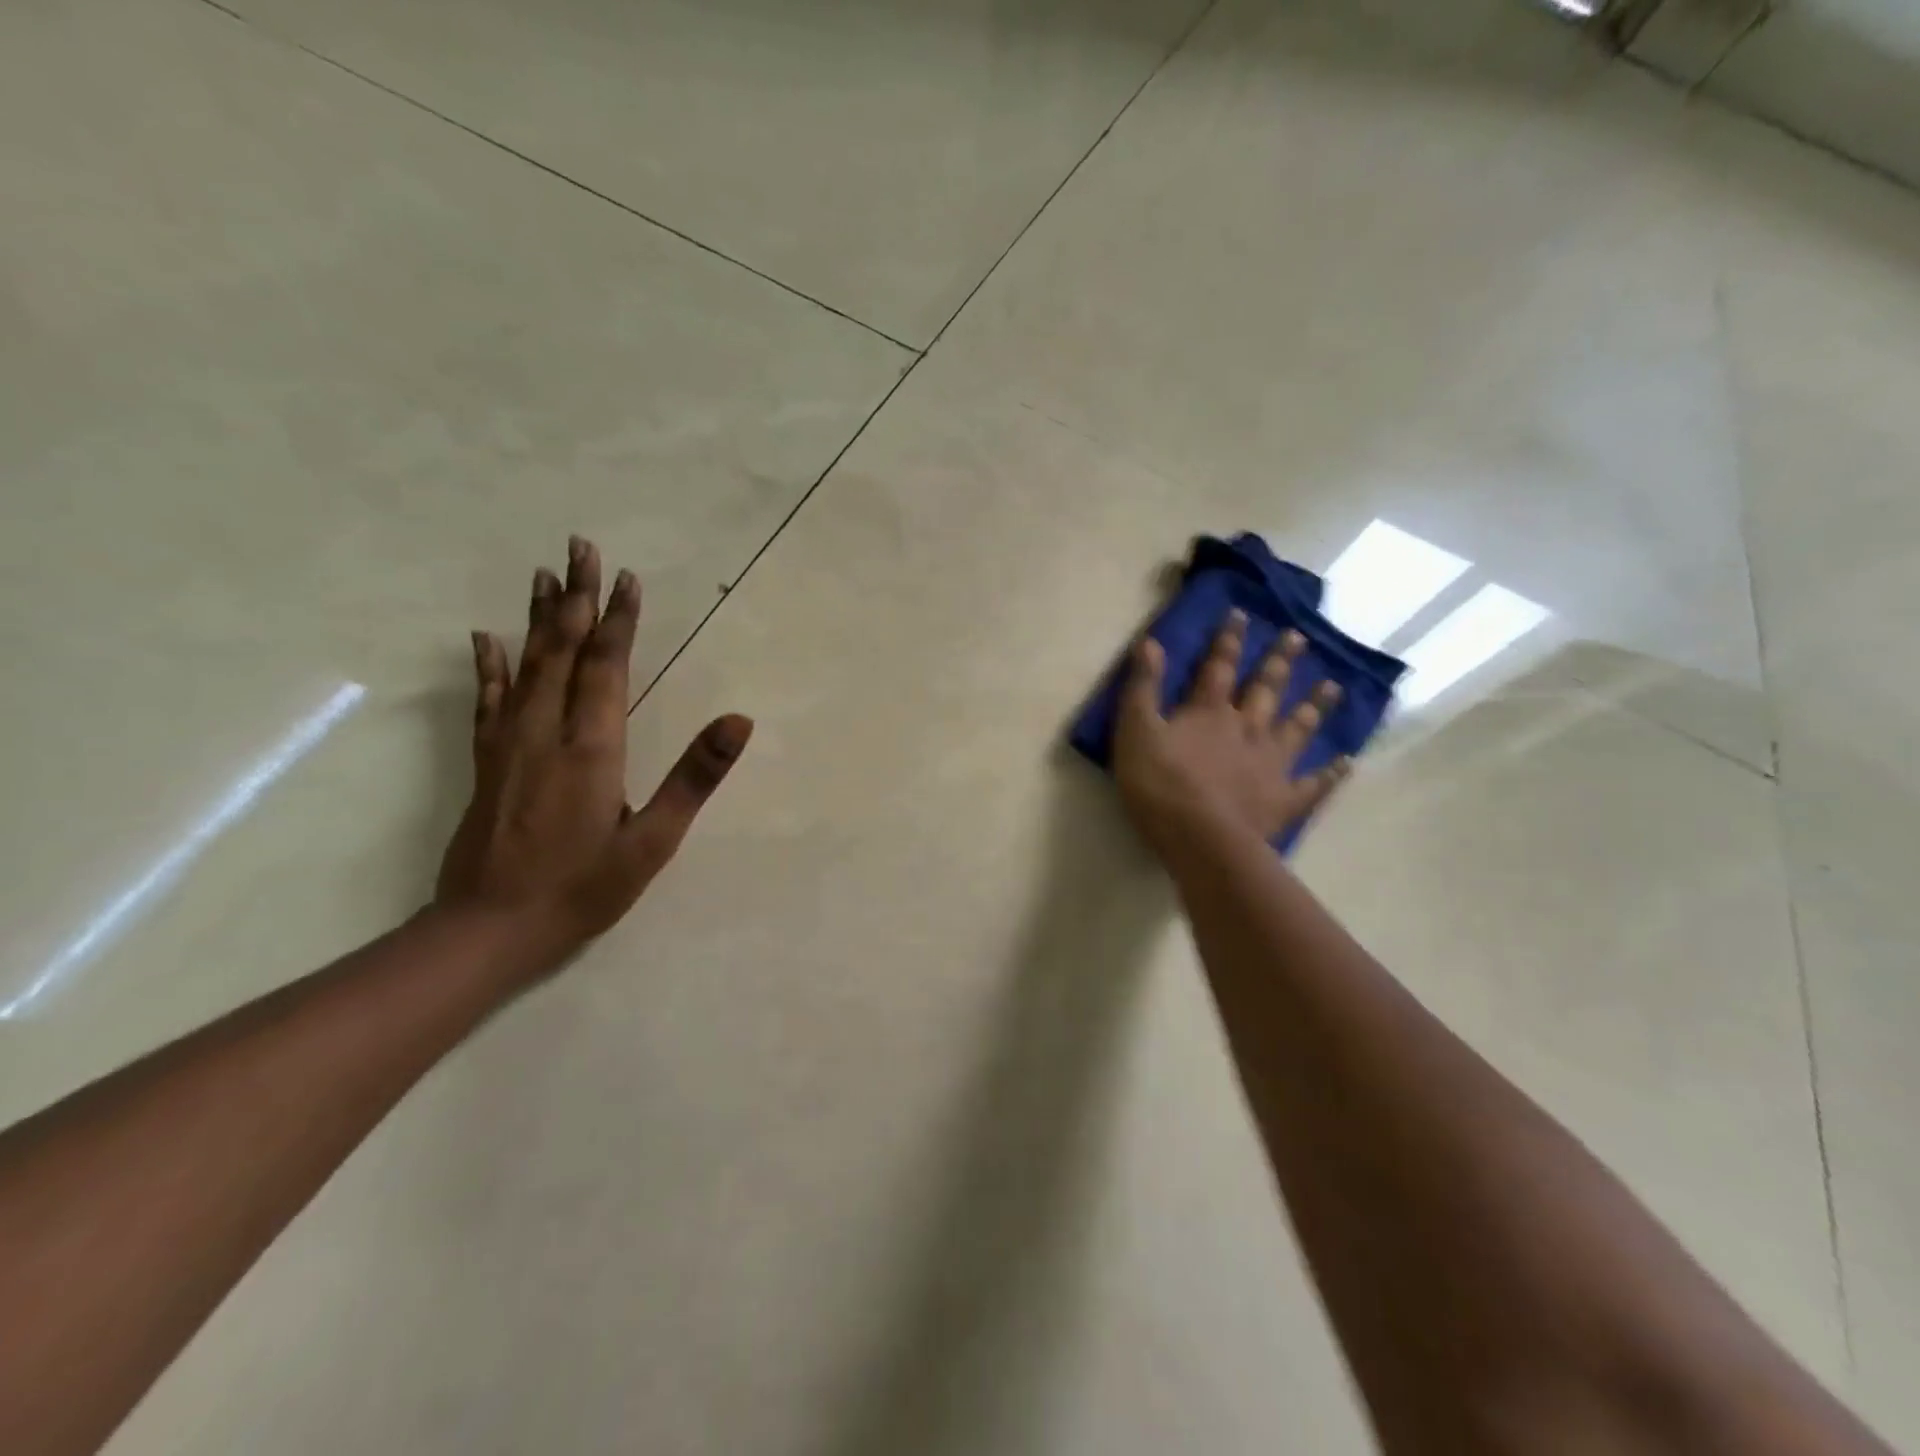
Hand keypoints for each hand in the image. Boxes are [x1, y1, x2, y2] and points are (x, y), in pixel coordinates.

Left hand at [434, 537, 751, 976]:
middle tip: (579, 547)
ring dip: (536, 617)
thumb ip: (694, 778)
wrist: (488, 931)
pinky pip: (489, 701)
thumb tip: (739, 721)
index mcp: (590, 748)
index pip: (607, 667)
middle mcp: (544, 733)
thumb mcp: (653, 842)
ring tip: (542, 574)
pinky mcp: (487, 764)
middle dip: (574, 598)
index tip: (625, 577)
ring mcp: (508, 746)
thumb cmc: (582, 890)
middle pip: (561, 651)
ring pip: (525, 666)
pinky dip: (490, 665)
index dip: (618, 620)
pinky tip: (487, 638)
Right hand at [1113, 608, 1347, 858]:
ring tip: (1333, 687)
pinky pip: (1314, 783)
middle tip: (1298, 638)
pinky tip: (1348, 762)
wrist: (1199, 839)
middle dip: (1279, 662)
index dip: (1228, 640)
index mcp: (1209, 713)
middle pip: (1266, 689)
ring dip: (1314, 706)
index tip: (1242, 614)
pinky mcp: (1284, 799)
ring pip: (1297, 728)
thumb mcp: (1136, 731)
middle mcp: (1247, 729)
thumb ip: (1143, 688)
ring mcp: (1271, 764)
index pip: (1219, 667)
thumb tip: (1151, 642)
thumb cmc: (1160, 784)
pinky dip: (1332, 773)